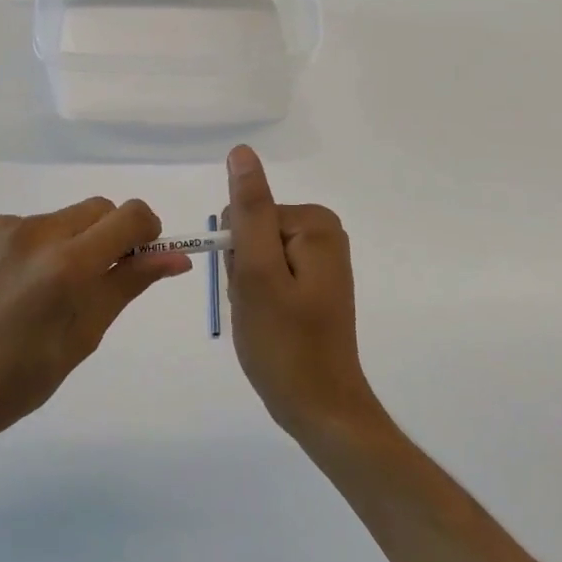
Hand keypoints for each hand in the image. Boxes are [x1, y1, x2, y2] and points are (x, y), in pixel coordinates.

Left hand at [0, 198, 190, 462]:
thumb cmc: (12, 383)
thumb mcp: (80, 340)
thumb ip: (127, 286)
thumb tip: (176, 256)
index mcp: (66, 265)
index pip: (130, 216)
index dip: (145, 232)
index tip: (136, 258)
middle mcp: (33, 231)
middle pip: (94, 210)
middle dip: (103, 238)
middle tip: (85, 284)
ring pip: (53, 222)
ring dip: (57, 247)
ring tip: (28, 296)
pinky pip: (13, 228)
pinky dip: (19, 251)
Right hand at [223, 146, 383, 446]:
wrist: (321, 409)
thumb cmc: (285, 343)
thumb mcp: (257, 272)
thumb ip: (248, 210)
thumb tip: (241, 152)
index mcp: (314, 223)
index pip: (246, 214)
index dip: (237, 255)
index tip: (251, 289)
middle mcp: (324, 232)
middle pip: (252, 231)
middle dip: (243, 270)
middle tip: (258, 307)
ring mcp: (321, 259)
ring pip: (256, 254)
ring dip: (249, 285)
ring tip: (265, 318)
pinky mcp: (315, 282)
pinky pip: (269, 273)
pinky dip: (260, 296)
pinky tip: (272, 322)